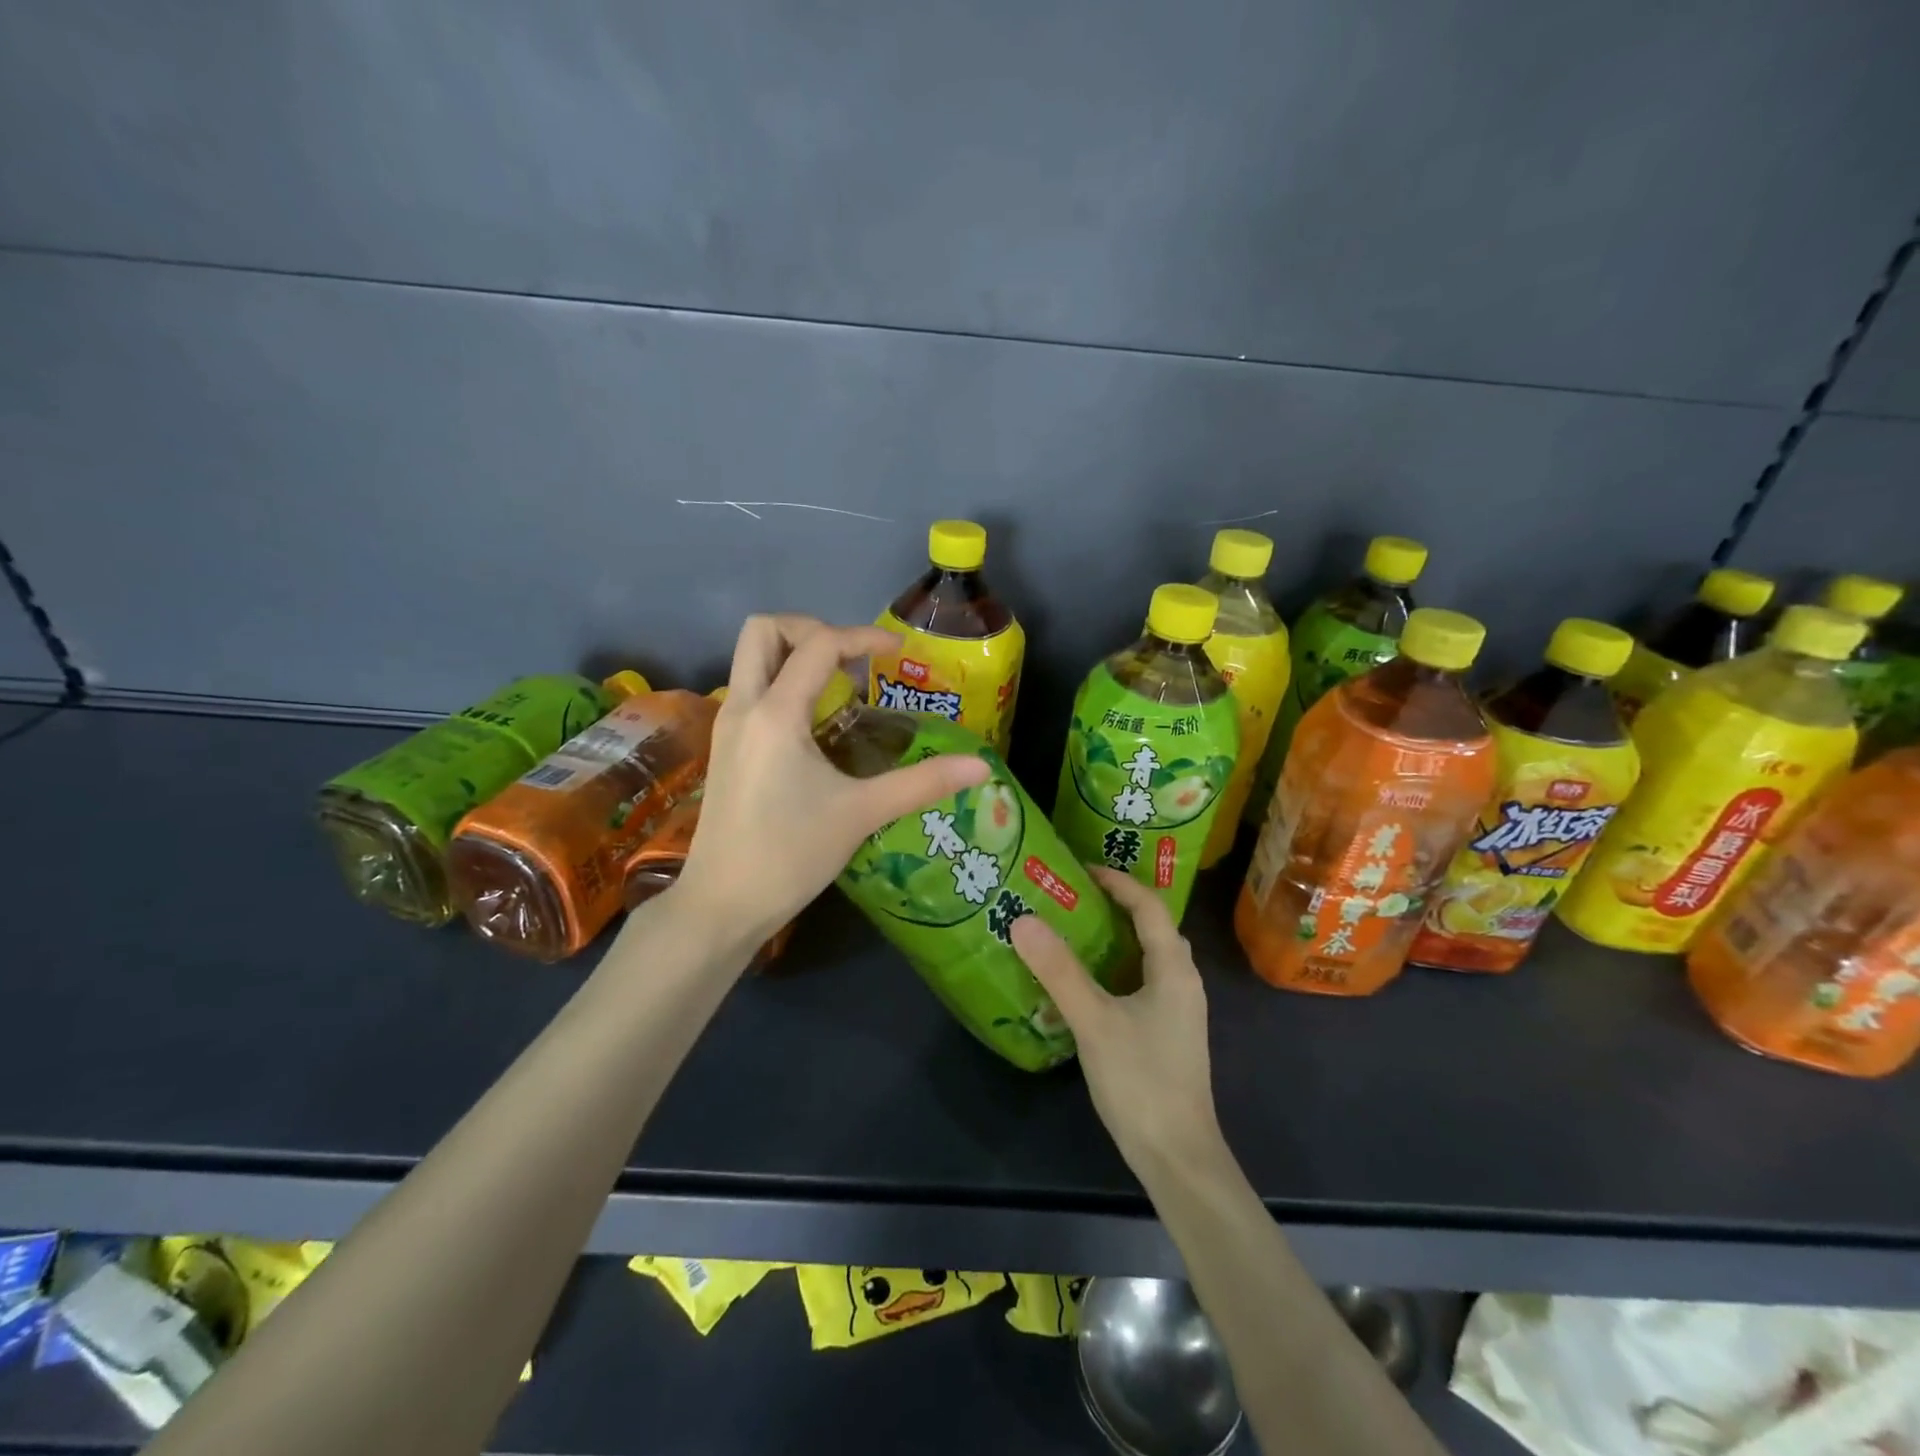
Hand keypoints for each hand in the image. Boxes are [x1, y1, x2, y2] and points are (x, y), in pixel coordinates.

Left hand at [674, 615, 988, 945]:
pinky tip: (817, 725)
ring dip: (794, 655)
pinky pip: (752, 690)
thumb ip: (922, 783)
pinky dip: (783, 683)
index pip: (818, 644)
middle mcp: (743, 707)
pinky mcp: (726, 748)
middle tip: (851, 660)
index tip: (899, 653)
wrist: (723, 904)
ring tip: (841, 688)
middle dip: (811, 628)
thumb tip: (981, 767)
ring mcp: (728, 726)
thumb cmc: (790, 856)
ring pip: (751, 659)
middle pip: (764, 631)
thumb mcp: (861, 814)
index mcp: (775, 714)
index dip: (863, 637)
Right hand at [1010, 869, 1222, 1175]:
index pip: (1149, 906)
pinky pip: (1141, 983)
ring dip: (1116, 938)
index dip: (1118, 881)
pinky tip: (1084, 984)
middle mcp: (1182, 982)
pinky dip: (1115, 969)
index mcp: (1173, 969)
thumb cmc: (1141, 1081)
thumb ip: (1059, 971)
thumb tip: (1023, 920)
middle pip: (1153, 927)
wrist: (1178, 1157)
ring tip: (1073, 930)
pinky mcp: (1167, 1035)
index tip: (1080, 868)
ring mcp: (1177, 1011)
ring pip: (1147, 957)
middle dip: (1117, 905)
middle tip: (1073, 896)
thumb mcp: (1094, 1021)